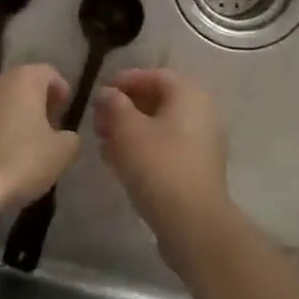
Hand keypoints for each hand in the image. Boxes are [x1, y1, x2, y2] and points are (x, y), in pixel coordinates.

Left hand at [0, 64, 77, 208]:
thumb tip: (65, 136)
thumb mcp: (62, 153)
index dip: (61, 91)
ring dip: (11, 117)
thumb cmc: (20, 161)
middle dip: (36, 103)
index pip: (49, 73)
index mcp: (24, 79)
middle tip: (47, 129)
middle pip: (21, 85)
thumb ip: (71, 138)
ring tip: (21, 145)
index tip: (65, 112)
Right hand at [94, 69, 230, 247]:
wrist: (193, 223)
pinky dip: (141, 149)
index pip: (154, 76)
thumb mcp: (128, 130)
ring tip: (102, 142)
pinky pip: (164, 149)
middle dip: (124, 108)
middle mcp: (200, 113)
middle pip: (157, 101)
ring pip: (159, 128)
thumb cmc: (159, 165)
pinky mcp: (195, 170)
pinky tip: (116, 162)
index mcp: (188, 94)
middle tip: (97, 120)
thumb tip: (107, 93)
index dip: (125, 80)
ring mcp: (200, 143)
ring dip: (129, 131)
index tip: (99, 92)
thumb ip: (114, 105)